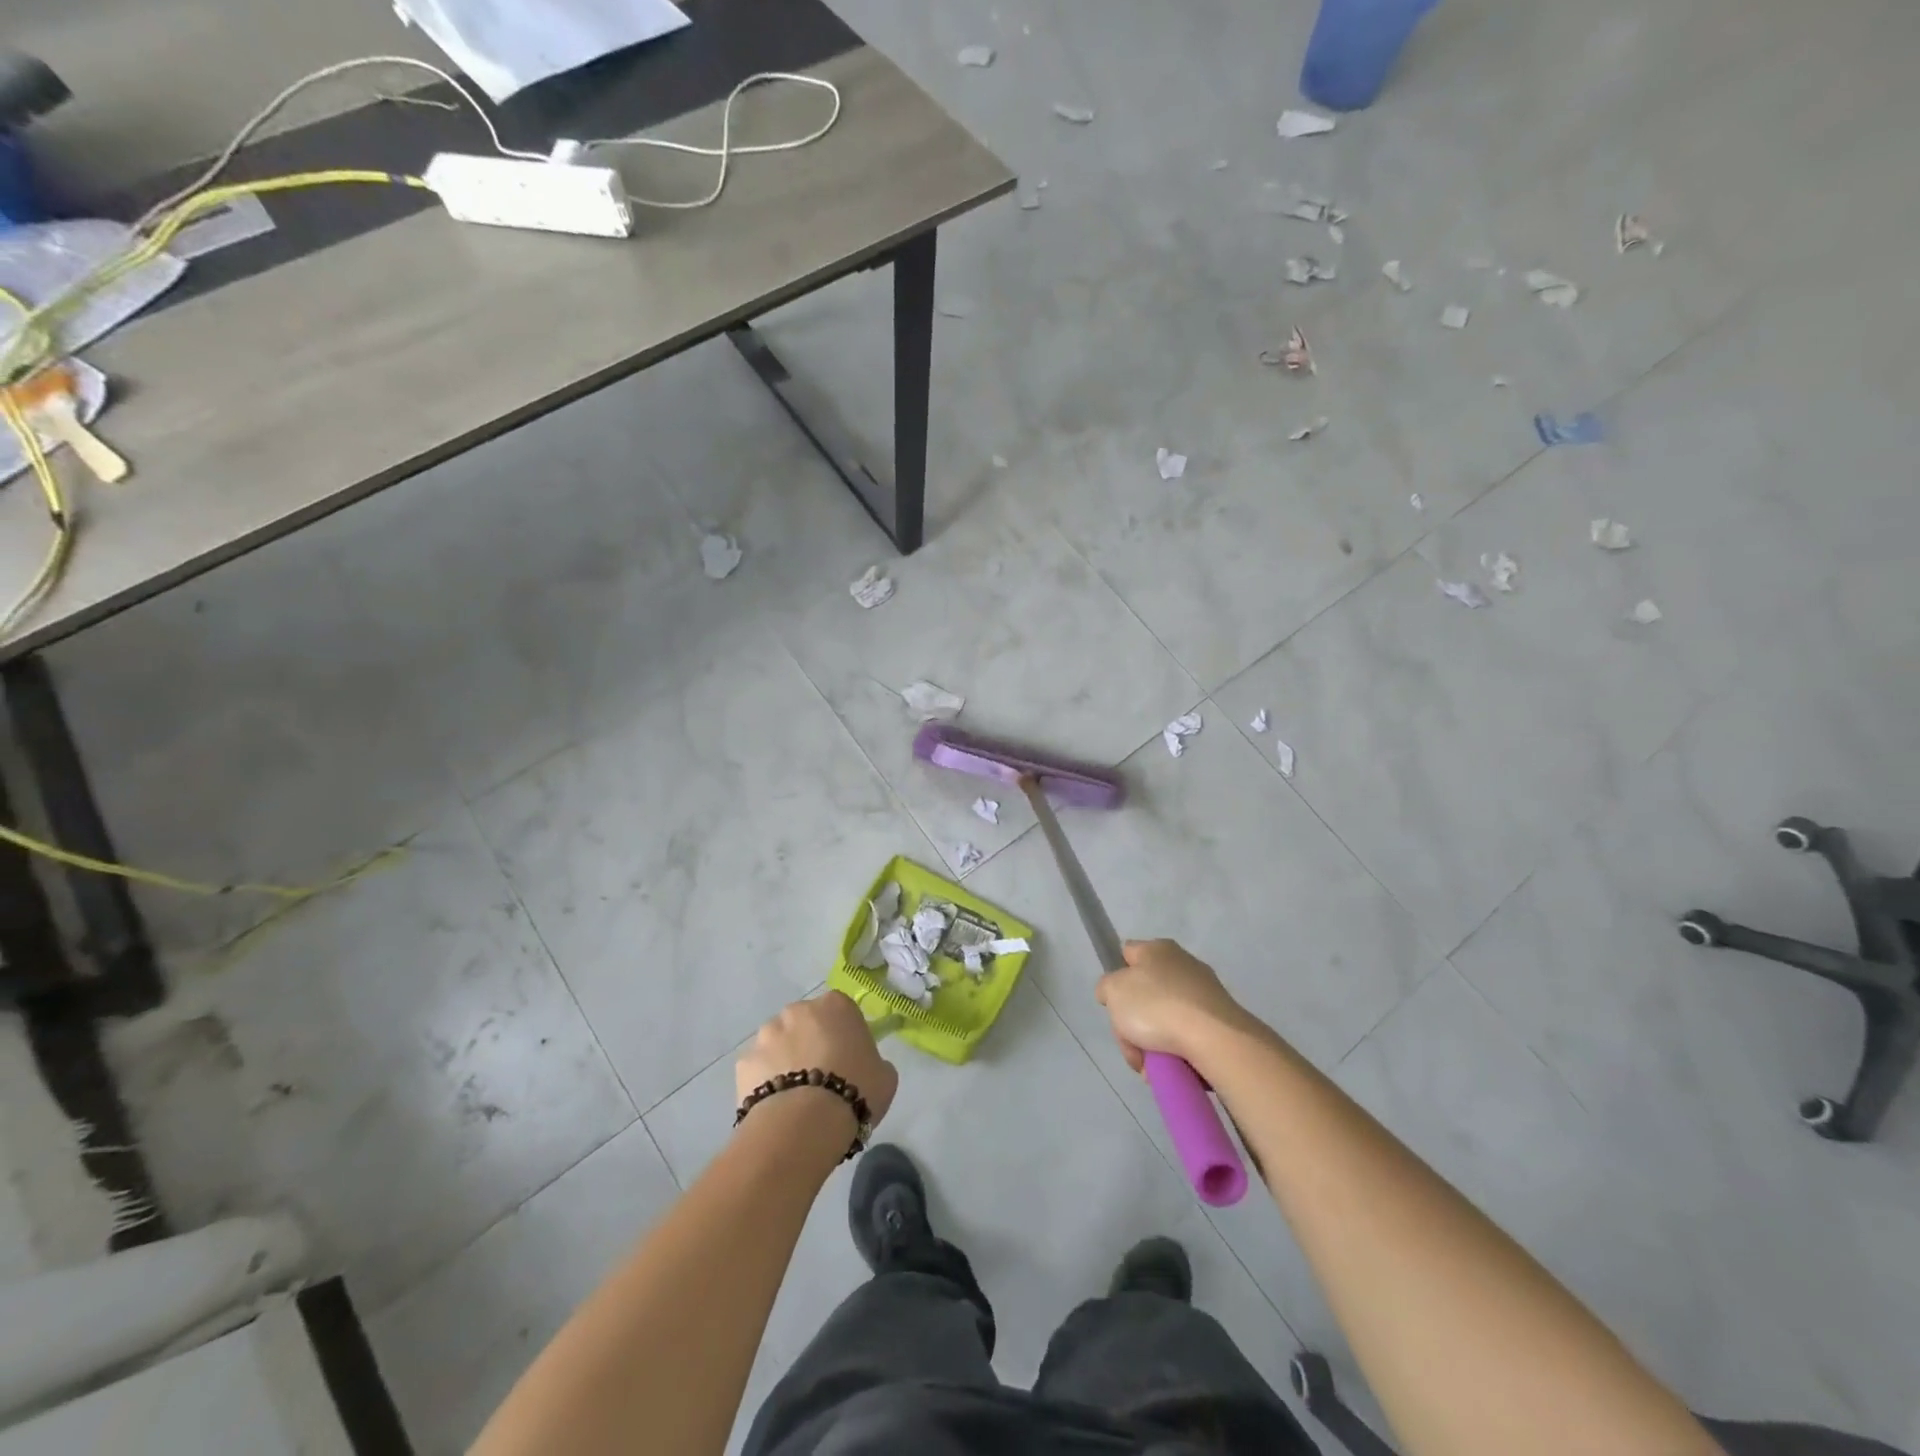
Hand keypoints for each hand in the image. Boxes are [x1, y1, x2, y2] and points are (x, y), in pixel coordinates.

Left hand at [736, 991, 898, 1129]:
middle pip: (806, 1023)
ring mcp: (767, 1034)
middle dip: (810, 1043)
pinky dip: (765, 1082)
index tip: (849, 1058)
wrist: (805, 1124)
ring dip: (785, 1060)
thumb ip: (873, 1060)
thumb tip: (862, 1065)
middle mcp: (798, 1010)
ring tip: (796, 1097)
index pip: (841, 1010)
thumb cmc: (855, 1091)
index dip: (845, 1034)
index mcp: (835, 1005)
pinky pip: (759, 1069)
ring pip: (778, 1043)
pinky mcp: (744, 1061)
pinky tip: (777, 1107)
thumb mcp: (885, 1075)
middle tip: (821, 1077)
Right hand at [1096, 939, 1254, 1073]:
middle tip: (1132, 1047)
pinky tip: (1173, 1068)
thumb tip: (1113, 992)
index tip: (1114, 1004)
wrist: (1215, 1039)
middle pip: (1145, 993)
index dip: (1116, 977)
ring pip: (1165, 1018)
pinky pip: (1189, 1034)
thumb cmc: (1157, 1007)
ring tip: (1152, 1067)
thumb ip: (1106, 987)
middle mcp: (1183, 964)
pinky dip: (1178, 1051)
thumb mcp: (1113, 992)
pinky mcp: (1221, 1019)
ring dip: (1154, 1043)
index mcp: (1157, 949)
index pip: (1127, 954)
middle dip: (1134, 1024)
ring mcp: (1205, 992)